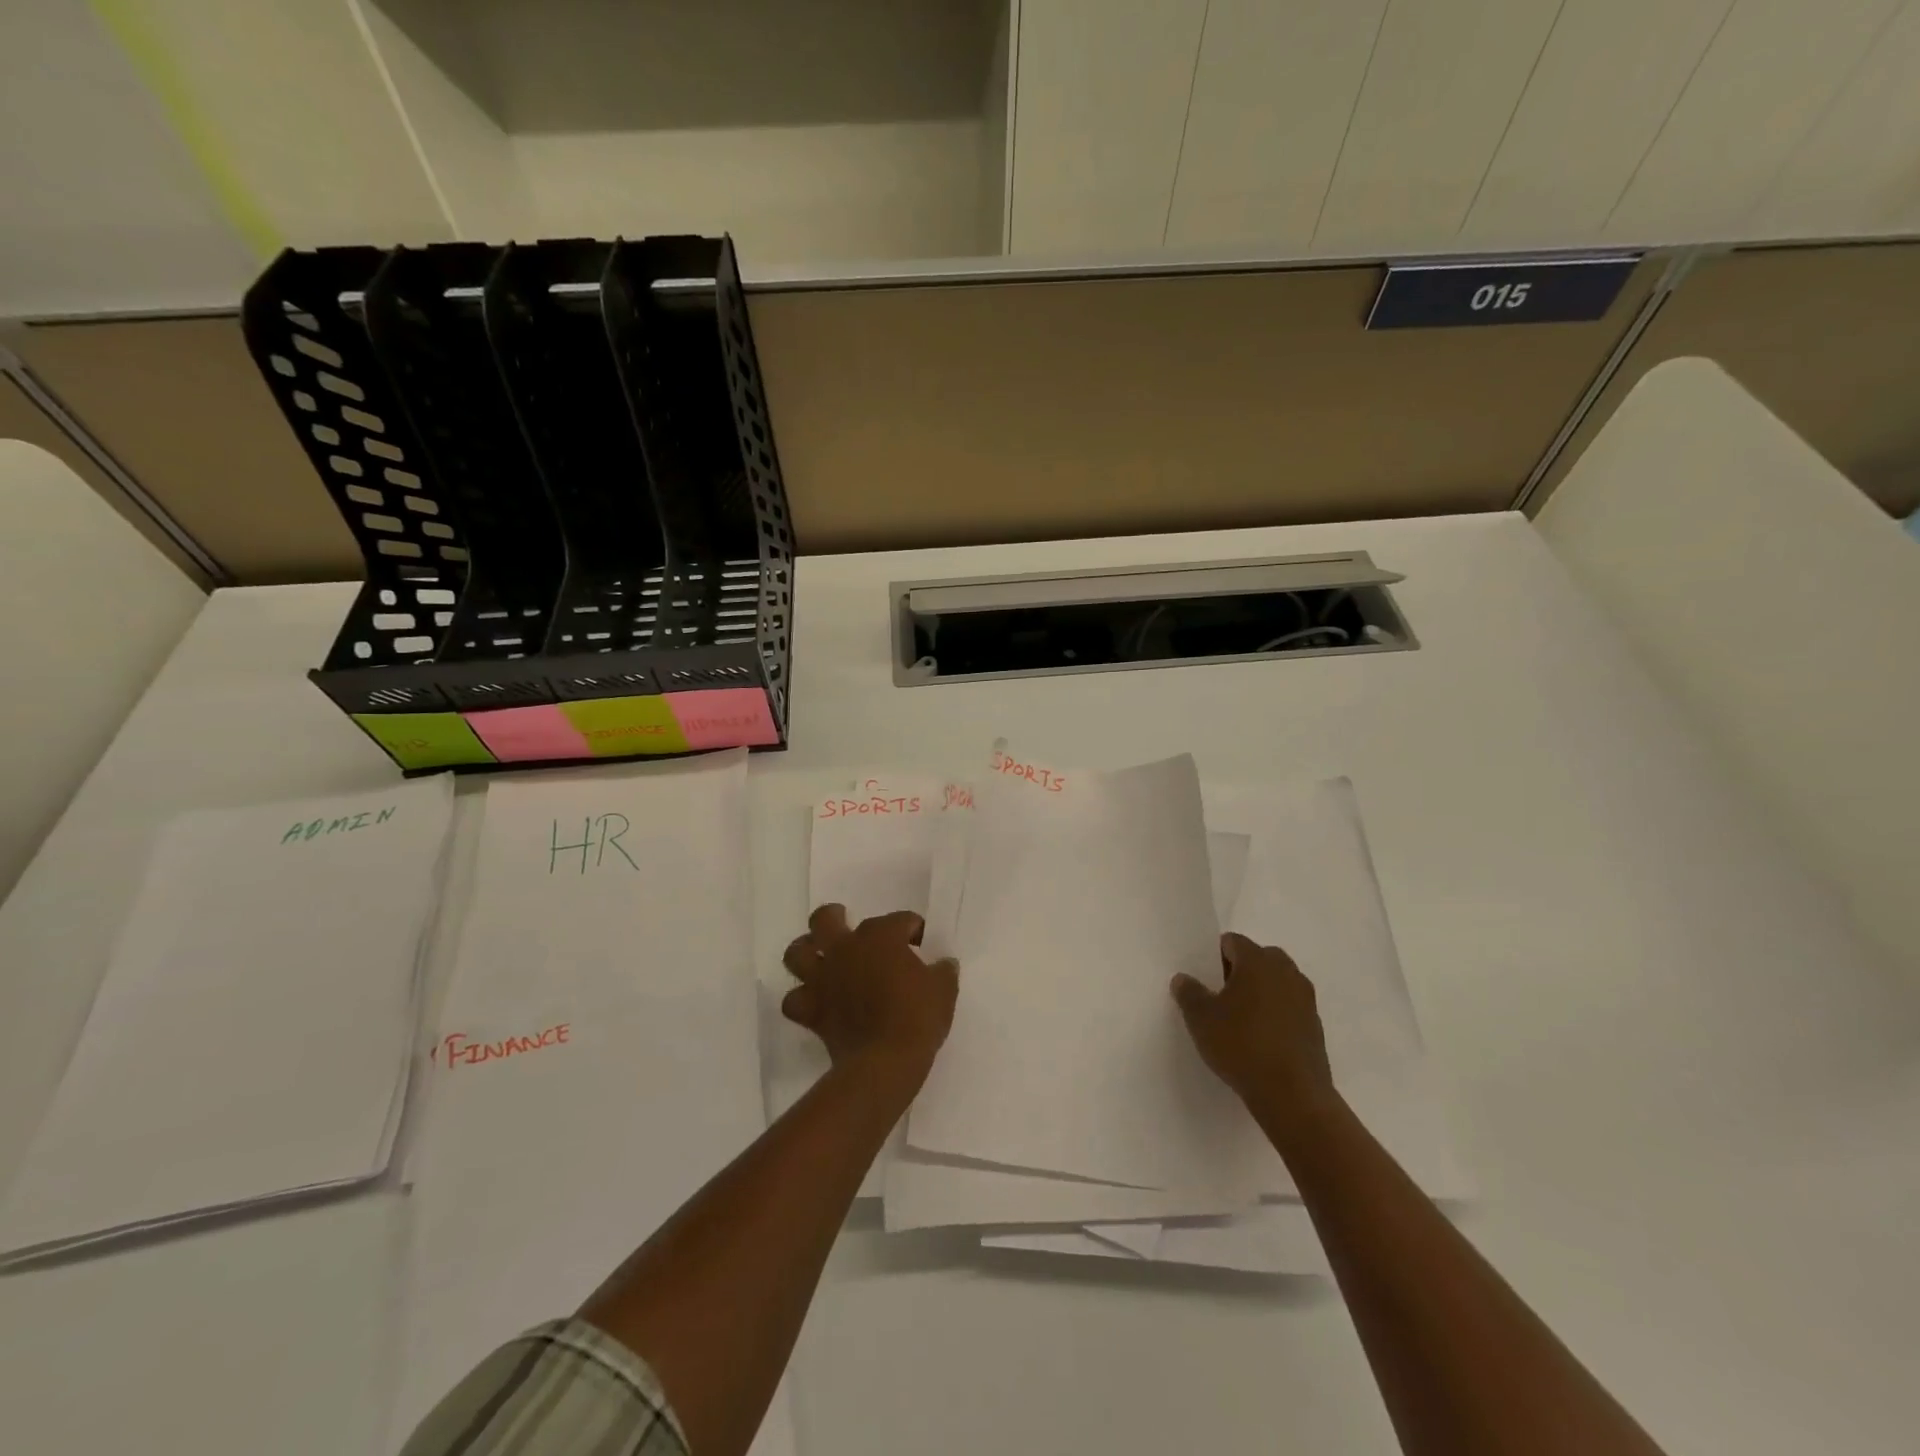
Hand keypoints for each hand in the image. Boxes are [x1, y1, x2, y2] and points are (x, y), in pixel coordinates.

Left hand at [782, 904, 958, 1080]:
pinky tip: (814, 1000)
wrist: (886, 1061)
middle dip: (835, 917)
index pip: (899, 920)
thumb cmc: (917, 1017)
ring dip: (806, 952)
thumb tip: (944, 964)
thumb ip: (943, 971)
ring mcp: (823, 978)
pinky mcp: (811, 1009)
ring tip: (819, 957)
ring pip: (797, 952)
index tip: (920, 942)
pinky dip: (801, 997)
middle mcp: (846, 948)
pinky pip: (793, 999)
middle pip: (826, 919)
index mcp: (881, 936)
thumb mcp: (944, 990)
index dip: (912, 928)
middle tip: (846, 924)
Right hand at [1172, 933, 1335, 1130]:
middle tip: (1221, 996)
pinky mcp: (1316, 1026)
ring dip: (1260, 992)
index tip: (1204, 979)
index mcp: (1258, 961)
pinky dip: (1276, 1014)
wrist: (1293, 1096)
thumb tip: (1183, 979)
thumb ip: (1189, 993)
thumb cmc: (1241, 1046)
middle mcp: (1286, 972)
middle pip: (1259, 958)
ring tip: (1240, 1019)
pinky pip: (1290, 1007)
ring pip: (1277, 982)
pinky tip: (1260, 1039)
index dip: (1214, 956)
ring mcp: (1305, 999)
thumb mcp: (1201, 1019)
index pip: (1233, 942)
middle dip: (1240, 971)